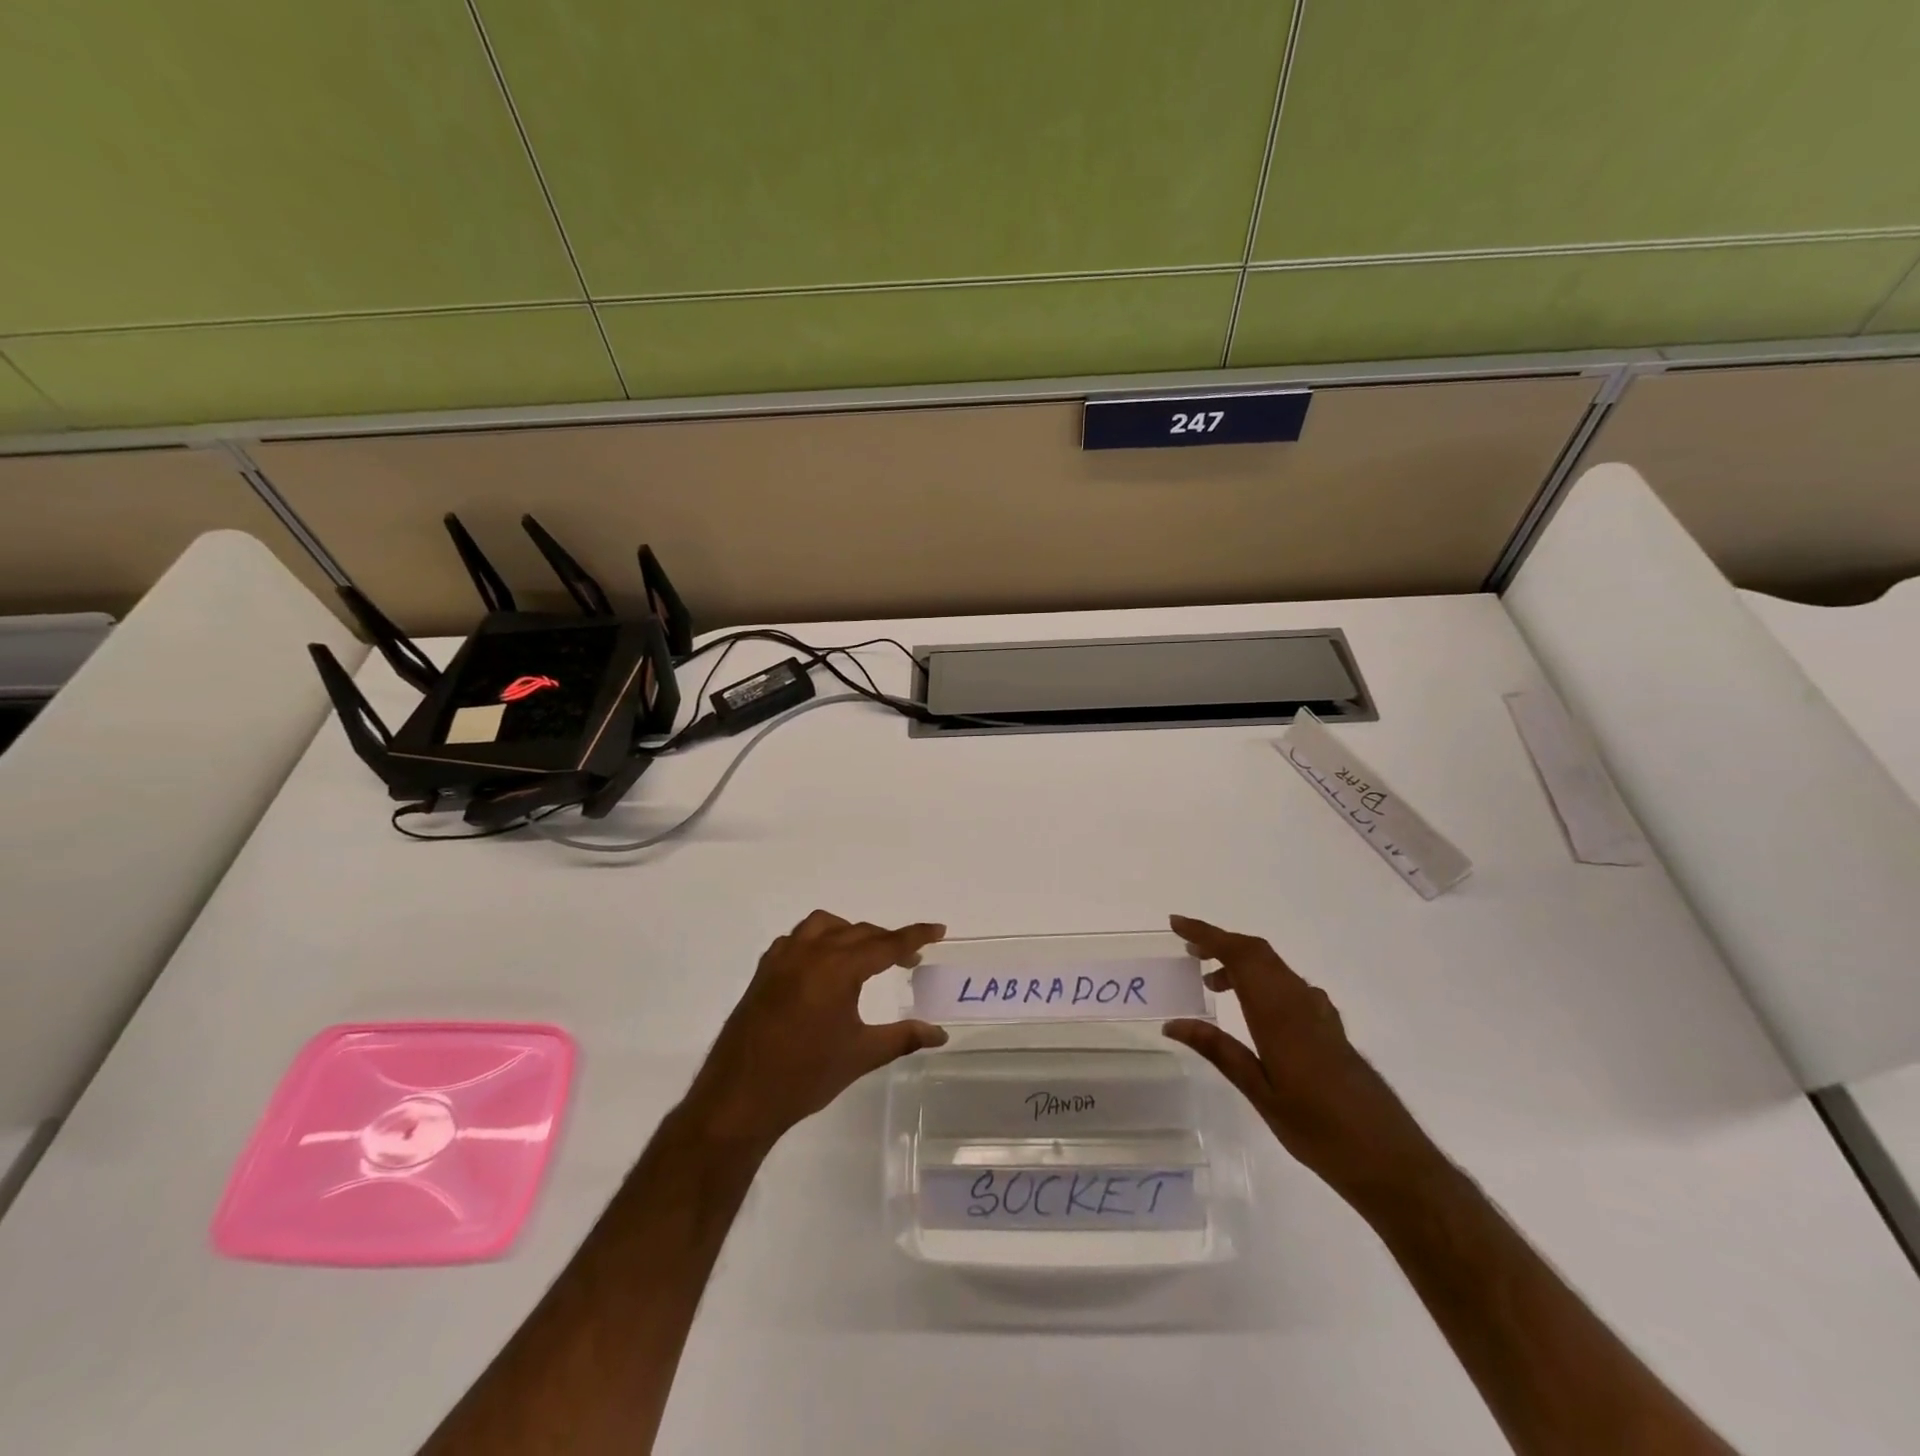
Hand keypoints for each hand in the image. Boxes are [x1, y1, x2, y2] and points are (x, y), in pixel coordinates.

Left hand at [682, 911, 947, 1151]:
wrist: (740, 1098)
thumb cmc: (805, 1076)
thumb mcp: (861, 1055)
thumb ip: (903, 1037)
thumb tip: (939, 1033)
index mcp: (837, 969)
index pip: (886, 944)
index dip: (915, 936)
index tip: (939, 930)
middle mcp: (810, 952)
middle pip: (858, 932)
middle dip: (886, 940)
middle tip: (908, 958)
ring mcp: (783, 959)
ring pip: (823, 925)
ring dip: (849, 932)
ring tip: (864, 955)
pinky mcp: (764, 971)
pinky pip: (796, 938)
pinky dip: (817, 940)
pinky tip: (822, 964)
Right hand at [1163, 915, 1442, 1202]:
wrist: (1391, 1160)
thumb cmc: (1319, 1131)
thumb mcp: (1260, 1094)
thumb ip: (1219, 1051)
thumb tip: (1173, 1023)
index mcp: (1278, 1015)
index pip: (1239, 956)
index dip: (1207, 934)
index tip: (1177, 924)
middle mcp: (1300, 1002)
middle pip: (1257, 952)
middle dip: (1220, 943)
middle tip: (1187, 952)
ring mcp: (1319, 1013)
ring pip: (1274, 967)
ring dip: (1241, 963)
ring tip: (1211, 984)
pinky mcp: (1330, 1027)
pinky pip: (1289, 985)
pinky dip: (1262, 981)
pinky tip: (1254, 1010)